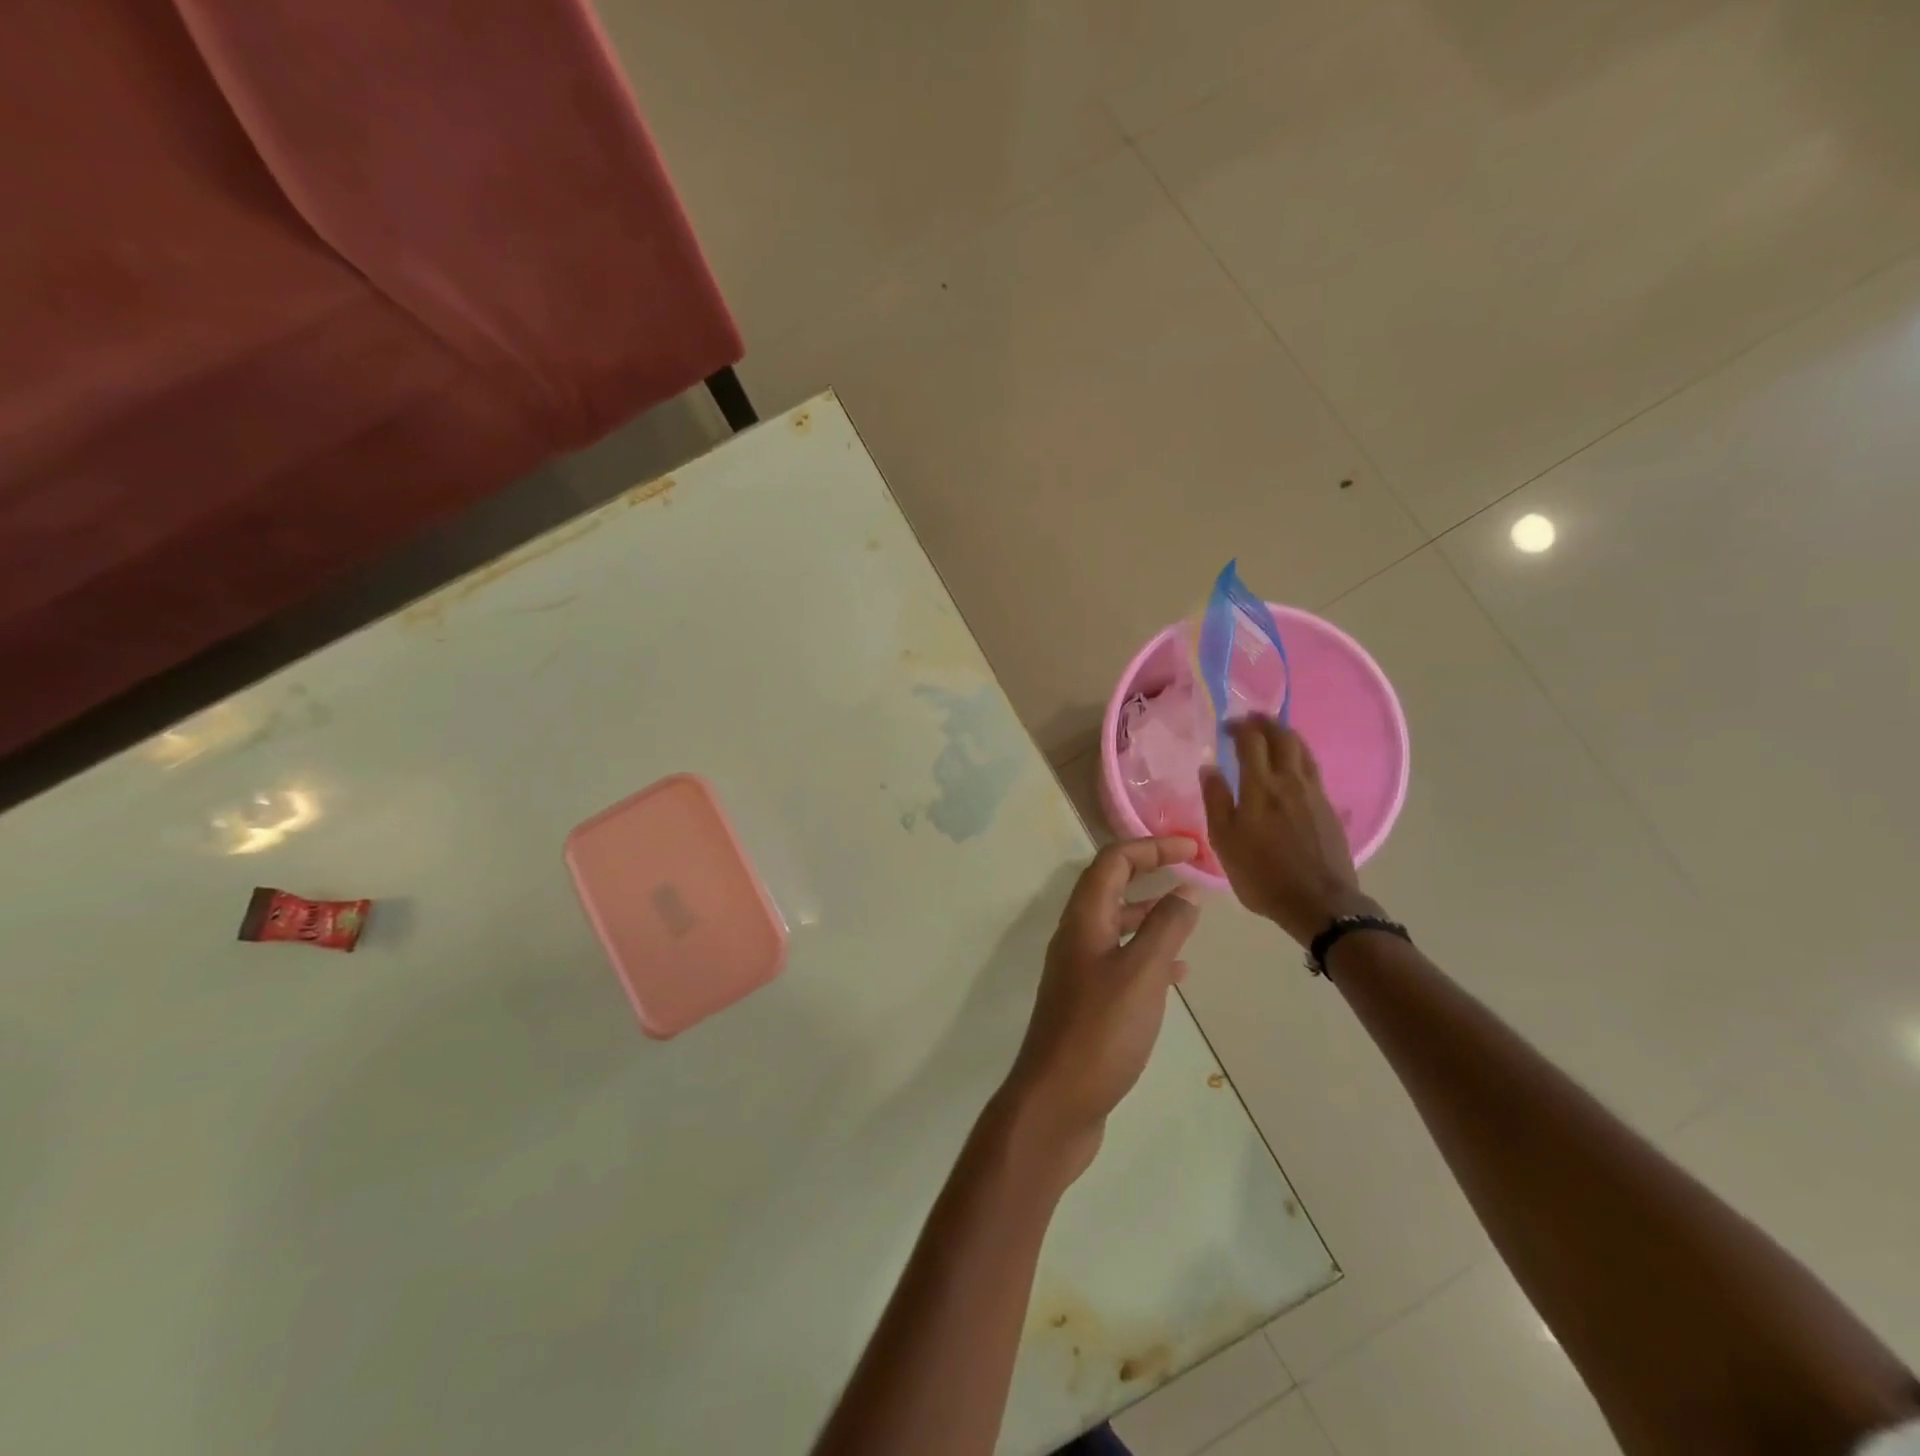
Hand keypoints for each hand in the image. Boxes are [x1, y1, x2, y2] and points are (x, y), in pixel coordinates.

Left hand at [1002, 838, 1201, 1182]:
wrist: (1056, 1102)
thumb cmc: (1100, 1033)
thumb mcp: (1141, 974)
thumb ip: (1165, 929)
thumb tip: (1185, 891)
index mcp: (1083, 919)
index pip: (1112, 861)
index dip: (1150, 846)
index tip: (1192, 847)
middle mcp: (1076, 936)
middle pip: (1112, 886)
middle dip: (1150, 872)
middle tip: (1193, 873)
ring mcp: (1079, 970)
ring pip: (1117, 924)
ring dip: (1151, 912)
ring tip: (1190, 916)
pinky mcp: (1087, 1001)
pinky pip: (1120, 959)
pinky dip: (1148, 952)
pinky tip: (1177, 970)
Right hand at [1200, 718, 1378, 945]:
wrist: (1320, 903)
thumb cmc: (1262, 874)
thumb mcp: (1225, 841)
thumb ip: (1216, 800)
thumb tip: (1208, 767)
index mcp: (1260, 786)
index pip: (1251, 741)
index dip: (1239, 727)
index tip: (1227, 725)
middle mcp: (1290, 781)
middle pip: (1282, 737)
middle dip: (1265, 723)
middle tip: (1250, 721)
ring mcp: (1314, 792)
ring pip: (1302, 749)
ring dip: (1286, 735)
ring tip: (1273, 734)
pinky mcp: (1329, 806)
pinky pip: (1312, 768)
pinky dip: (1299, 755)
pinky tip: (1292, 765)